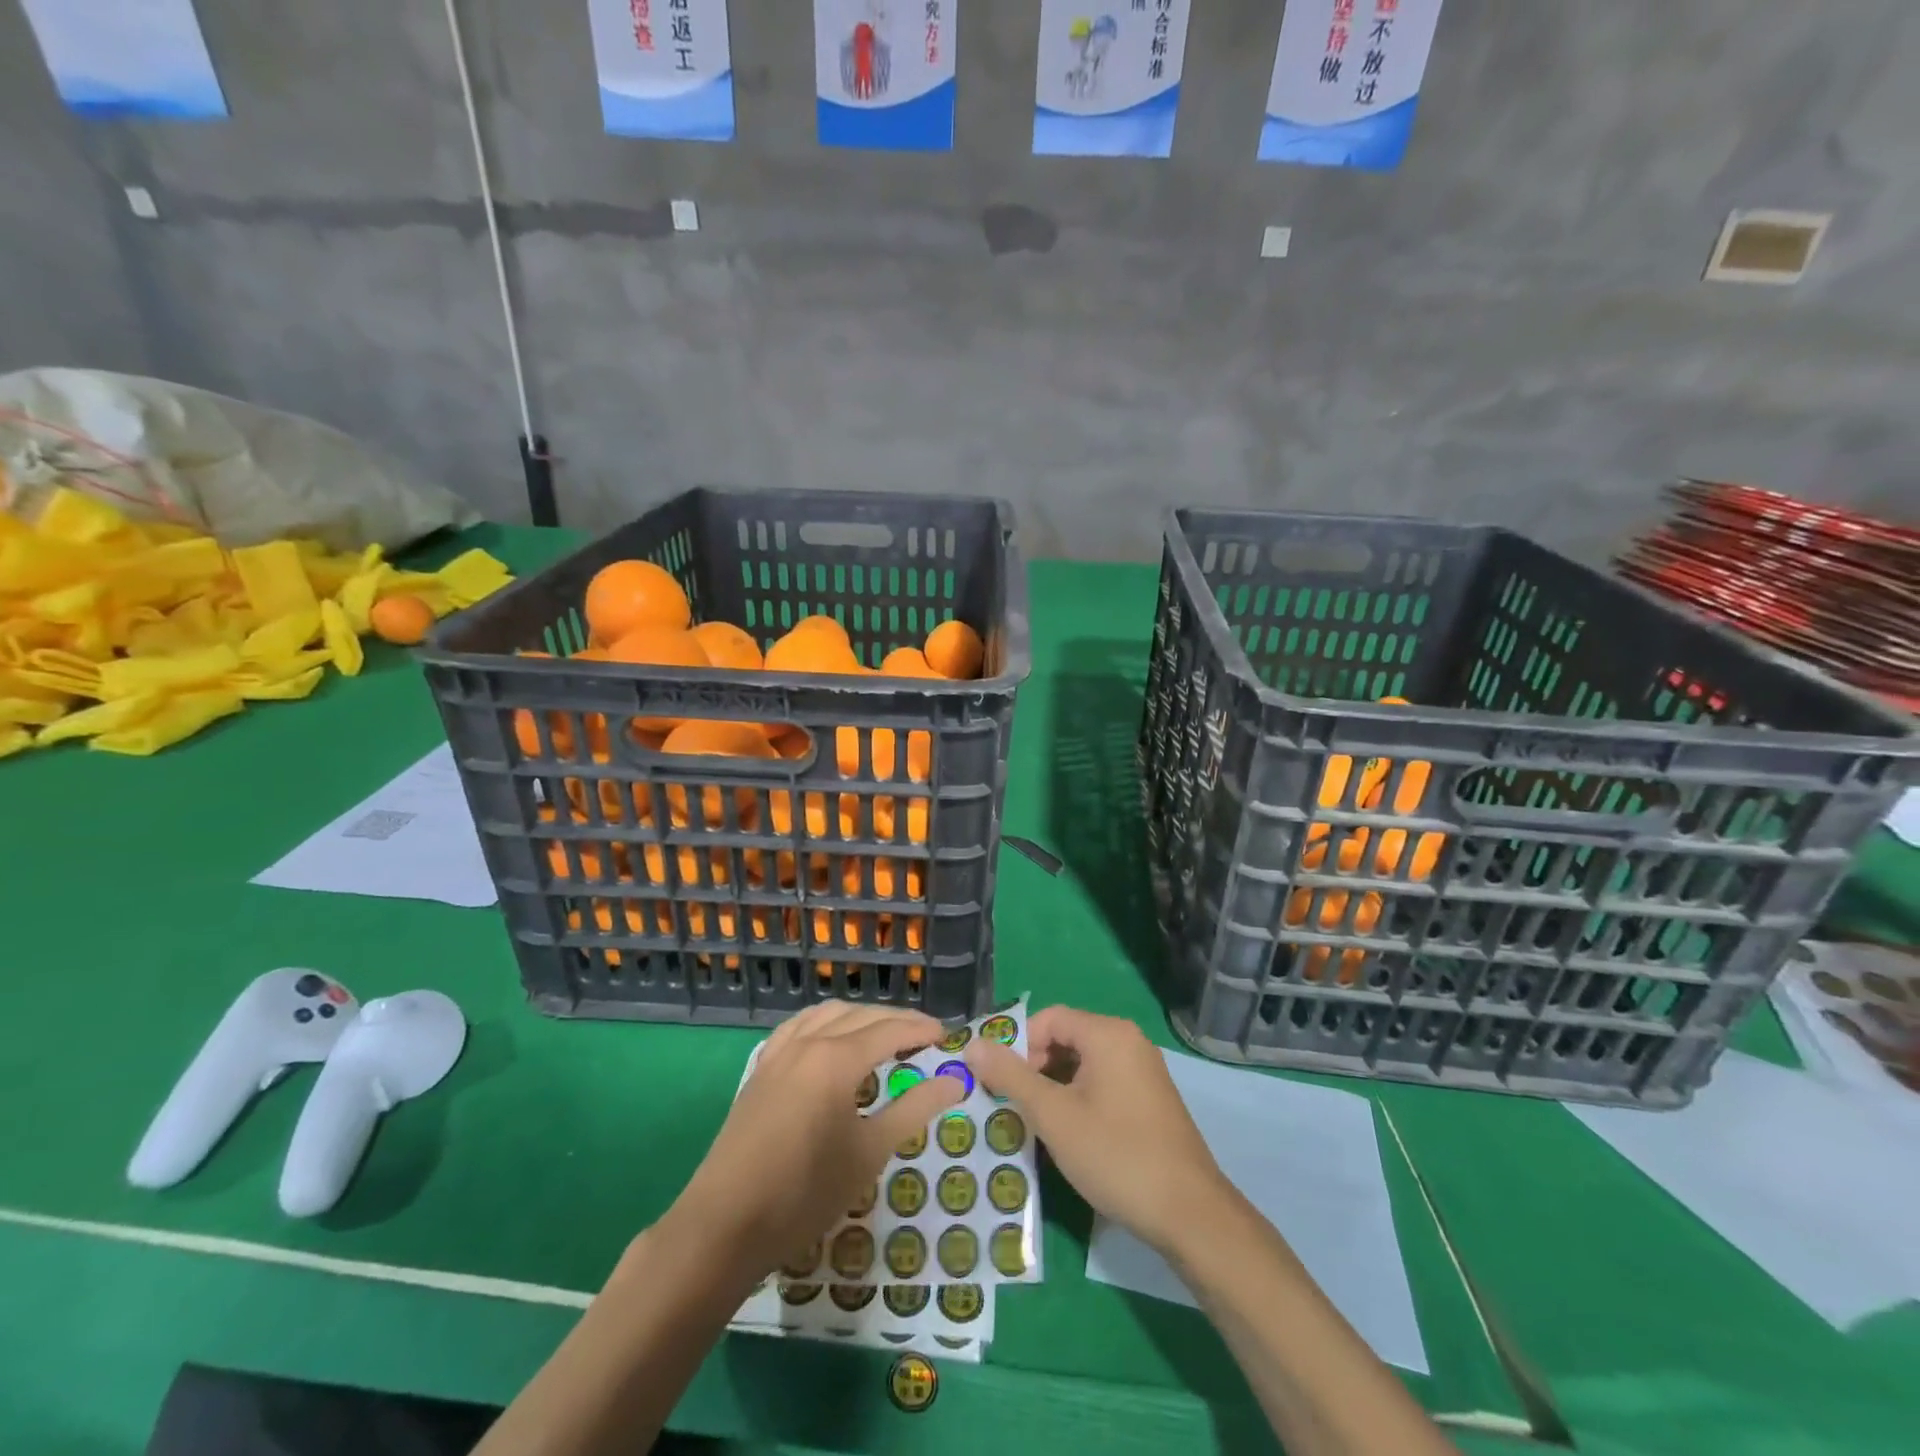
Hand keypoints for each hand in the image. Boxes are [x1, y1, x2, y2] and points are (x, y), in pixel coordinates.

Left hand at [663, 1001, 962, 1279]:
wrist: (724, 1225)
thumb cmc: (804, 1193)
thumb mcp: (868, 1154)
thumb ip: (913, 1110)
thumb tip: (954, 1082)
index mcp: (837, 1059)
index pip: (889, 1030)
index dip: (921, 1029)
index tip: (947, 1035)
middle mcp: (809, 1042)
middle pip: (861, 1016)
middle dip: (895, 1020)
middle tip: (924, 1036)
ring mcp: (780, 1052)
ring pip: (828, 1014)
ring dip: (860, 1017)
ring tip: (884, 1035)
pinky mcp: (761, 1068)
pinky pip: (799, 1026)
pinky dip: (825, 1022)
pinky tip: (830, 1038)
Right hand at [964, 1006, 1230, 1254]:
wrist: (1190, 1214)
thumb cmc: (1116, 1155)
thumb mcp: (1054, 1116)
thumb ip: (1011, 1077)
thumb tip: (973, 1045)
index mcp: (1108, 1034)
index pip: (1049, 1018)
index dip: (1019, 1046)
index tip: (1002, 1084)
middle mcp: (1129, 1041)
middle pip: (1066, 1038)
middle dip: (1034, 1067)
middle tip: (1015, 1106)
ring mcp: (1143, 1071)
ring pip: (1083, 1064)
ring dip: (1054, 1087)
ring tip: (1036, 1124)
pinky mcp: (1150, 1099)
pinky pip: (1102, 1083)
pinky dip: (1078, 1099)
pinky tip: (1069, 1135)